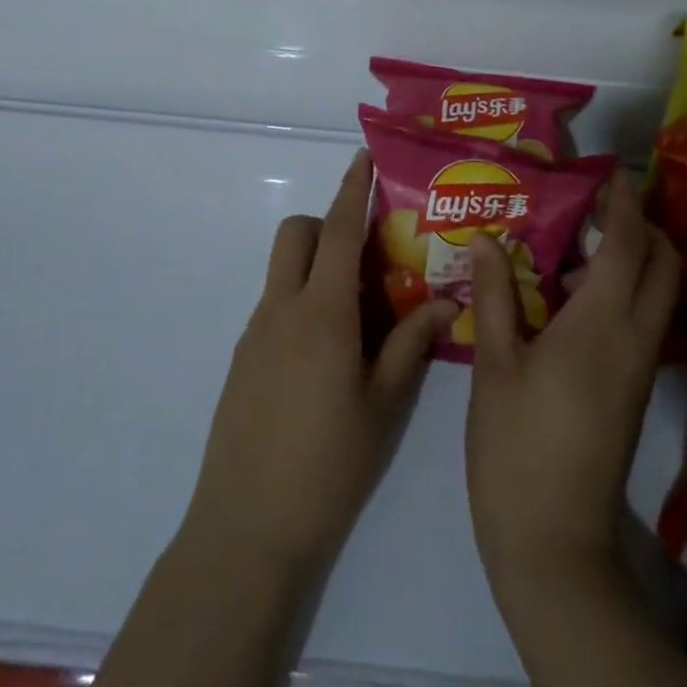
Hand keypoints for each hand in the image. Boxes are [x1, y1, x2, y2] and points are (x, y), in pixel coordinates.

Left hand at [186, 149, 458, 574]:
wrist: (246, 529)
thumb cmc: (328, 465)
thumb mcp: (384, 404)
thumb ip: (411, 343)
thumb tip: (444, 300)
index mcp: (322, 314)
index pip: (336, 231)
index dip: (351, 190)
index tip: (362, 158)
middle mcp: (281, 311)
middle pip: (296, 236)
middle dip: (327, 224)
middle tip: (369, 254)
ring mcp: (255, 335)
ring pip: (283, 271)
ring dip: (316, 266)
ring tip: (360, 310)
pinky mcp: (242, 361)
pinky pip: (275, 306)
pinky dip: (302, 301)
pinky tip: (330, 352)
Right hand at [465, 172, 678, 602]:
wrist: (554, 540)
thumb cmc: (516, 446)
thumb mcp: (494, 364)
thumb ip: (495, 295)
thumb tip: (487, 239)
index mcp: (600, 325)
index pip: (628, 244)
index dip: (623, 203)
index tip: (610, 172)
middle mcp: (634, 339)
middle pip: (664, 264)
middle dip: (643, 226)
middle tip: (598, 208)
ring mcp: (639, 368)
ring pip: (659, 294)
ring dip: (636, 260)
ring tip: (579, 248)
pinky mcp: (634, 391)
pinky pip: (644, 322)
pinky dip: (627, 293)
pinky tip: (574, 300)